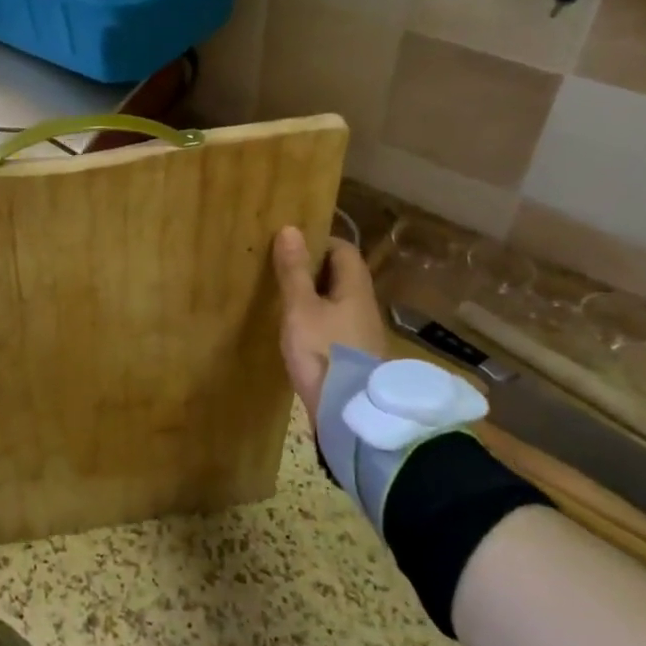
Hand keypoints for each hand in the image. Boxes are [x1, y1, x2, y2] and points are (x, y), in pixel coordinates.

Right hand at [273, 227, 386, 428]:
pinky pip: (336, 324)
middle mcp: (364, 307)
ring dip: (314, 295)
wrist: (350, 416)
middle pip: (342, 275)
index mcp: (355, 289)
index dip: (319, 241)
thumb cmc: (324, 353)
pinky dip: (317, 318)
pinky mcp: (354, 356)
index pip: (344, 250)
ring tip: (283, 296)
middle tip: (281, 268)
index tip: (290, 245)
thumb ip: (294, 271)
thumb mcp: (301, 309)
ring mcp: (362, 333)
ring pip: (338, 301)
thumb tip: (291, 229)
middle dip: (313, 268)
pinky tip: (296, 330)